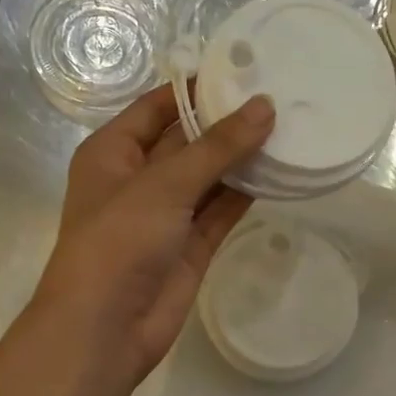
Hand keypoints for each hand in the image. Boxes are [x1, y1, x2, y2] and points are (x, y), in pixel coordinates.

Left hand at [30, 85, 274, 386]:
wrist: (106, 328)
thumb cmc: (119, 241)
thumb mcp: (164, 184)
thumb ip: (217, 146)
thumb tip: (265, 107)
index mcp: (113, 152)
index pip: (157, 106)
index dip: (196, 87)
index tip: (245, 67)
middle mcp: (138, 179)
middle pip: (187, 139)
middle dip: (226, 121)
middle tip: (280, 94)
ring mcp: (166, 215)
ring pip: (209, 177)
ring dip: (242, 157)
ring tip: (289, 127)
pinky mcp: (190, 247)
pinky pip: (221, 211)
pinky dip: (246, 193)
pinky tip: (280, 171)